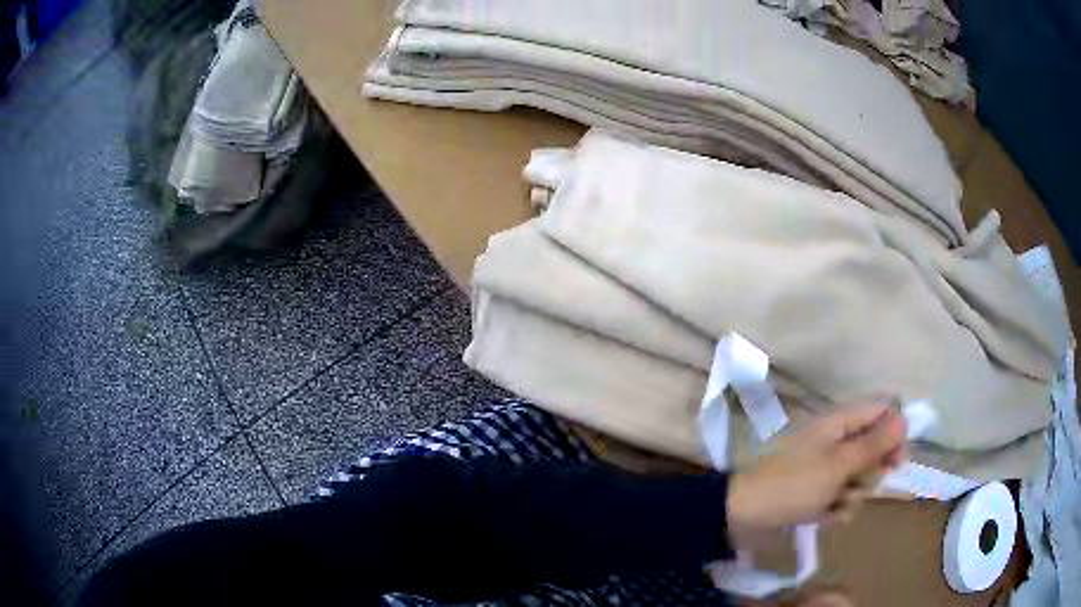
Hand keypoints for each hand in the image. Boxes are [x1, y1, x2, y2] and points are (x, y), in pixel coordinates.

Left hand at [726, 404, 906, 550]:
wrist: (743, 517)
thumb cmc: (794, 485)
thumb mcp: (840, 463)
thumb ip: (874, 443)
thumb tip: (905, 416)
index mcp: (840, 423)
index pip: (881, 413)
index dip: (895, 433)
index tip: (898, 460)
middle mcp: (836, 442)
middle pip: (874, 451)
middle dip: (869, 473)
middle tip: (856, 484)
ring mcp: (826, 470)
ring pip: (859, 480)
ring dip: (851, 496)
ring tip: (832, 503)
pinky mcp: (817, 495)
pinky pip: (841, 500)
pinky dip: (834, 510)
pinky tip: (820, 516)